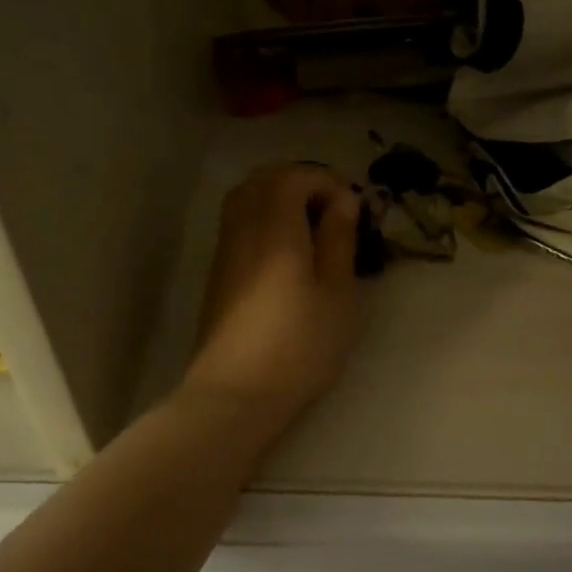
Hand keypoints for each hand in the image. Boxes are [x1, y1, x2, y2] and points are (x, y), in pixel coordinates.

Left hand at [182, 164, 364, 426]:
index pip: (293, 177)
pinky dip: (264, 220)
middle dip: (301, 183)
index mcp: (275, 228)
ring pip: (246, 200)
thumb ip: (339, 239)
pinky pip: (239, 224)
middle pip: (263, 180)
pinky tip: (288, 254)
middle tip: (333, 210)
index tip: (352, 207)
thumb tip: (343, 199)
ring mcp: (225, 252)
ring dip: (280, 200)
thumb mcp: (337, 293)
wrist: (236, 394)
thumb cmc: (299, 345)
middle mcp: (243, 229)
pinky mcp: (219, 275)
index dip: (325, 180)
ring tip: (313, 229)